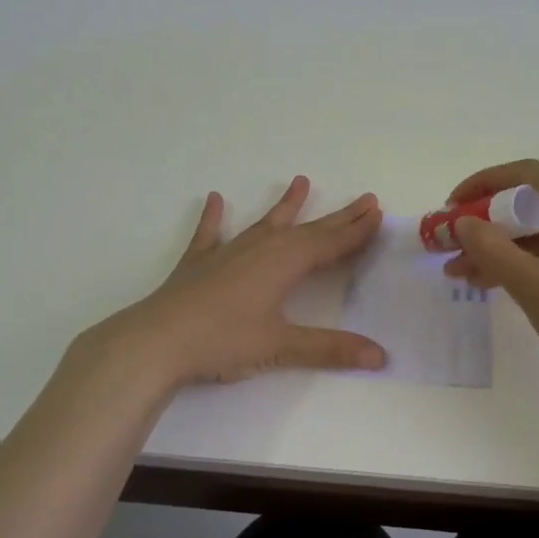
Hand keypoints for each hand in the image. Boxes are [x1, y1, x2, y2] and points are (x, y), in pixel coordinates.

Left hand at [97, 176, 388, 387]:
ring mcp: (227, 252)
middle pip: (308, 229)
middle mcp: (261, 248)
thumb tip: (381, 357)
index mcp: (284, 264)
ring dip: (286, 205)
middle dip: (338, 216)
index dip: (356, 231)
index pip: (331, 244)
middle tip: (365, 199)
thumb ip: (330, 349)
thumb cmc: (222, 341)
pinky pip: (210, 233)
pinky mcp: (199, 263)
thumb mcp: (280, 347)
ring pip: (266, 223)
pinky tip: (213, 199)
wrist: (157, 341)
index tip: (378, 213)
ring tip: (302, 181)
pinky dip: (213, 217)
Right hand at [441, 160, 538, 386]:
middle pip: (534, 201)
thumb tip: (462, 223)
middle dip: (489, 224)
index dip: (481, 186)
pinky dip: (532, 259)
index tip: (449, 207)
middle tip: (452, 246)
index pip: (525, 175)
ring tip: (463, 274)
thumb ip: (490, 248)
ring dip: (506, 246)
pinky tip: (500, 280)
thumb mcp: (531, 285)